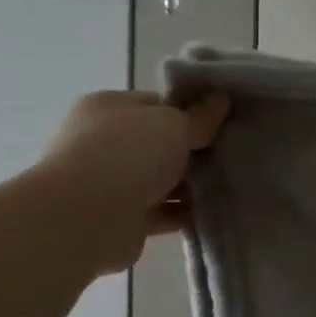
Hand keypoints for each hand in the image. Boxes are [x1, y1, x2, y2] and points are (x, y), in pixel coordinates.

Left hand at [30, 91, 229, 274]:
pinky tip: (211, 211)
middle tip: (228, 155)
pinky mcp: (119, 217)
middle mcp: (102, 141)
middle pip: (158, 143)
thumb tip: (221, 99)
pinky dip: (182, 213)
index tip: (220, 124)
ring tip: (227, 185)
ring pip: (160, 179)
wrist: (87, 217)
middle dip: (191, 151)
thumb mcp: (174, 124)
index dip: (188, 112)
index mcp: (107, 108)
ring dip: (188, 185)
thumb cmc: (129, 155)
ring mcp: (107, 181)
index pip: (155, 104)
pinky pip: (160, 211)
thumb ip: (200, 116)